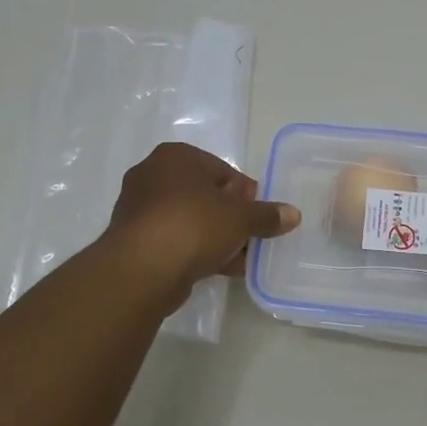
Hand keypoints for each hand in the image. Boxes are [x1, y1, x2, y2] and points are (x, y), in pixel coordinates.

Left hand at [105, 143, 300, 302]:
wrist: (142, 269)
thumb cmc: (194, 225)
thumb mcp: (240, 218)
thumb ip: (267, 215)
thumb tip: (293, 214)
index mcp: (176, 156)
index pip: (222, 170)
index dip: (245, 194)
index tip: (258, 216)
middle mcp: (152, 175)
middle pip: (204, 195)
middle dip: (229, 217)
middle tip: (250, 238)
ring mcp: (138, 208)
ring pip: (189, 220)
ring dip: (214, 237)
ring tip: (238, 259)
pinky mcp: (133, 240)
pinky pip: (174, 240)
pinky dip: (195, 251)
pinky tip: (217, 269)